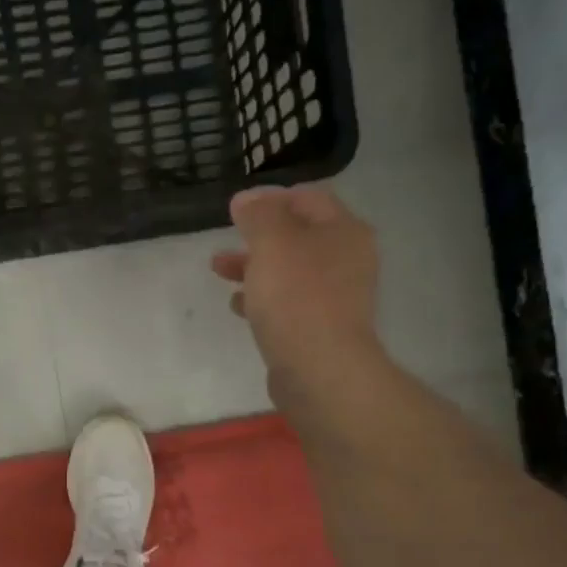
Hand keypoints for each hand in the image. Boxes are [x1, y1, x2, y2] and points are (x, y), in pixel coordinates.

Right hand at [212, 183, 384, 410]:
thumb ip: (258, 215)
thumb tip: (247, 199)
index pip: (308, 198)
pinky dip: (262, 298)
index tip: (237, 209)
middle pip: (298, 236)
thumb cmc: (296, 297)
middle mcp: (347, 259)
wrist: (319, 369)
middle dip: (257, 236)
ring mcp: (335, 296)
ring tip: (219, 271)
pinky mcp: (320, 328)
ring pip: (289, 271)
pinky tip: (238, 306)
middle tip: (225, 240)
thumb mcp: (272, 243)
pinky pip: (288, 303)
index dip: (271, 198)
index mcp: (343, 231)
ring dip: (254, 267)